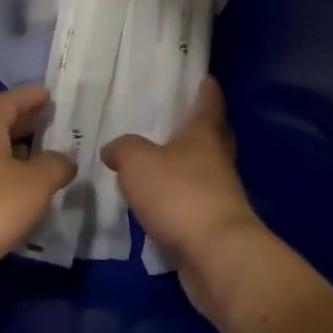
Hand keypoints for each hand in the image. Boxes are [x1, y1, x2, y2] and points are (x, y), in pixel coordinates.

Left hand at [0, 85, 76, 285]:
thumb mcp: (34, 185)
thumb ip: (55, 166)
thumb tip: (65, 160)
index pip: (7, 100)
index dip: (29, 96)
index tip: (49, 95)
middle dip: (25, 123)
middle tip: (51, 124)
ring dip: (14, 151)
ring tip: (41, 160)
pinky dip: (2, 174)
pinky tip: (17, 192)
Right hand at [101, 78, 272, 326]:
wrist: (215, 254)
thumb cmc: (179, 194)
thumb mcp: (137, 161)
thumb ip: (123, 149)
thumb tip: (114, 149)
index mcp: (204, 136)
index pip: (209, 103)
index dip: (207, 90)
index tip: (206, 77)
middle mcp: (217, 161)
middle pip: (214, 137)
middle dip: (201, 127)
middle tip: (180, 118)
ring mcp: (219, 195)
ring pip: (203, 171)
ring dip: (186, 166)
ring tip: (158, 162)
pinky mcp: (212, 226)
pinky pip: (193, 203)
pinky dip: (178, 199)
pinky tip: (158, 202)